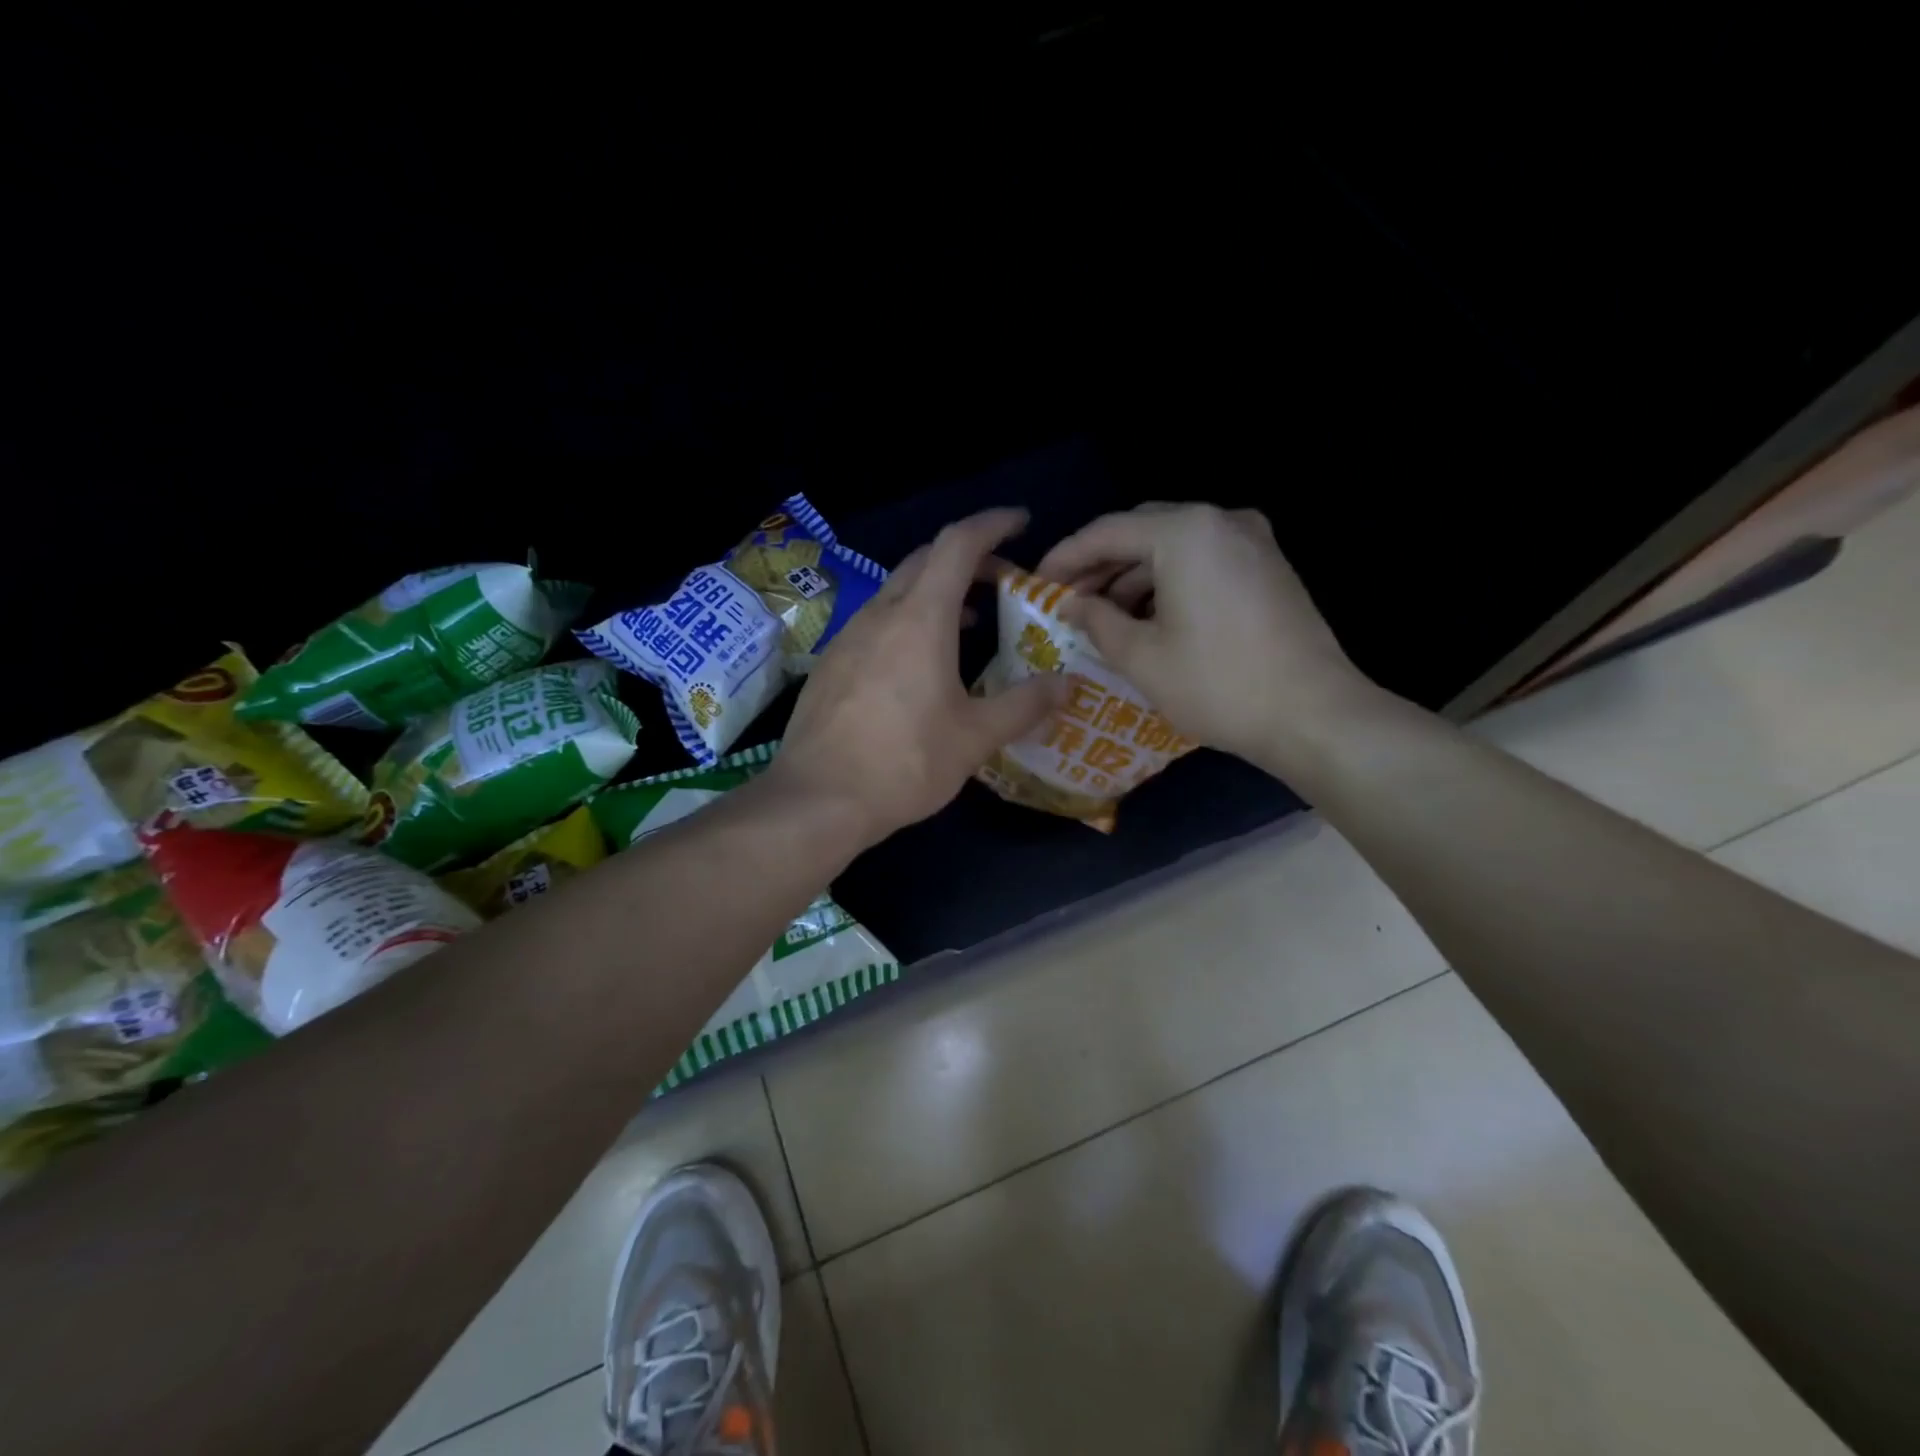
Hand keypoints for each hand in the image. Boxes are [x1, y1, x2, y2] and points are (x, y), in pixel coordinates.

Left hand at [770, 508, 1069, 844]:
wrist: (816, 800)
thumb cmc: (903, 763)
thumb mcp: (975, 737)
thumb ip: (1024, 705)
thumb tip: (1066, 684)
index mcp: (920, 618)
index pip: (958, 543)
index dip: (993, 524)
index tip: (1022, 522)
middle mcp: (880, 614)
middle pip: (926, 560)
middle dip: (969, 558)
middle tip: (1004, 580)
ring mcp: (848, 637)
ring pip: (898, 591)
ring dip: (938, 591)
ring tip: (971, 620)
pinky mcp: (831, 664)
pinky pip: (878, 622)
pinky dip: (910, 619)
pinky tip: (921, 662)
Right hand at [1035, 502, 1375, 768]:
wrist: (1313, 715)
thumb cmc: (1217, 685)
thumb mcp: (1141, 657)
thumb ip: (1096, 620)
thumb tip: (1071, 604)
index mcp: (1186, 532)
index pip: (1107, 531)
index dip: (1065, 557)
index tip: (1037, 584)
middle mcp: (1221, 521)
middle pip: (1142, 530)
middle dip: (1100, 564)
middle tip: (1067, 599)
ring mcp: (1252, 541)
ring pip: (1174, 546)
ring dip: (1133, 575)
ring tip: (1102, 614)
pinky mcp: (1268, 567)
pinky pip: (1203, 560)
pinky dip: (1168, 581)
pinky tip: (1148, 617)